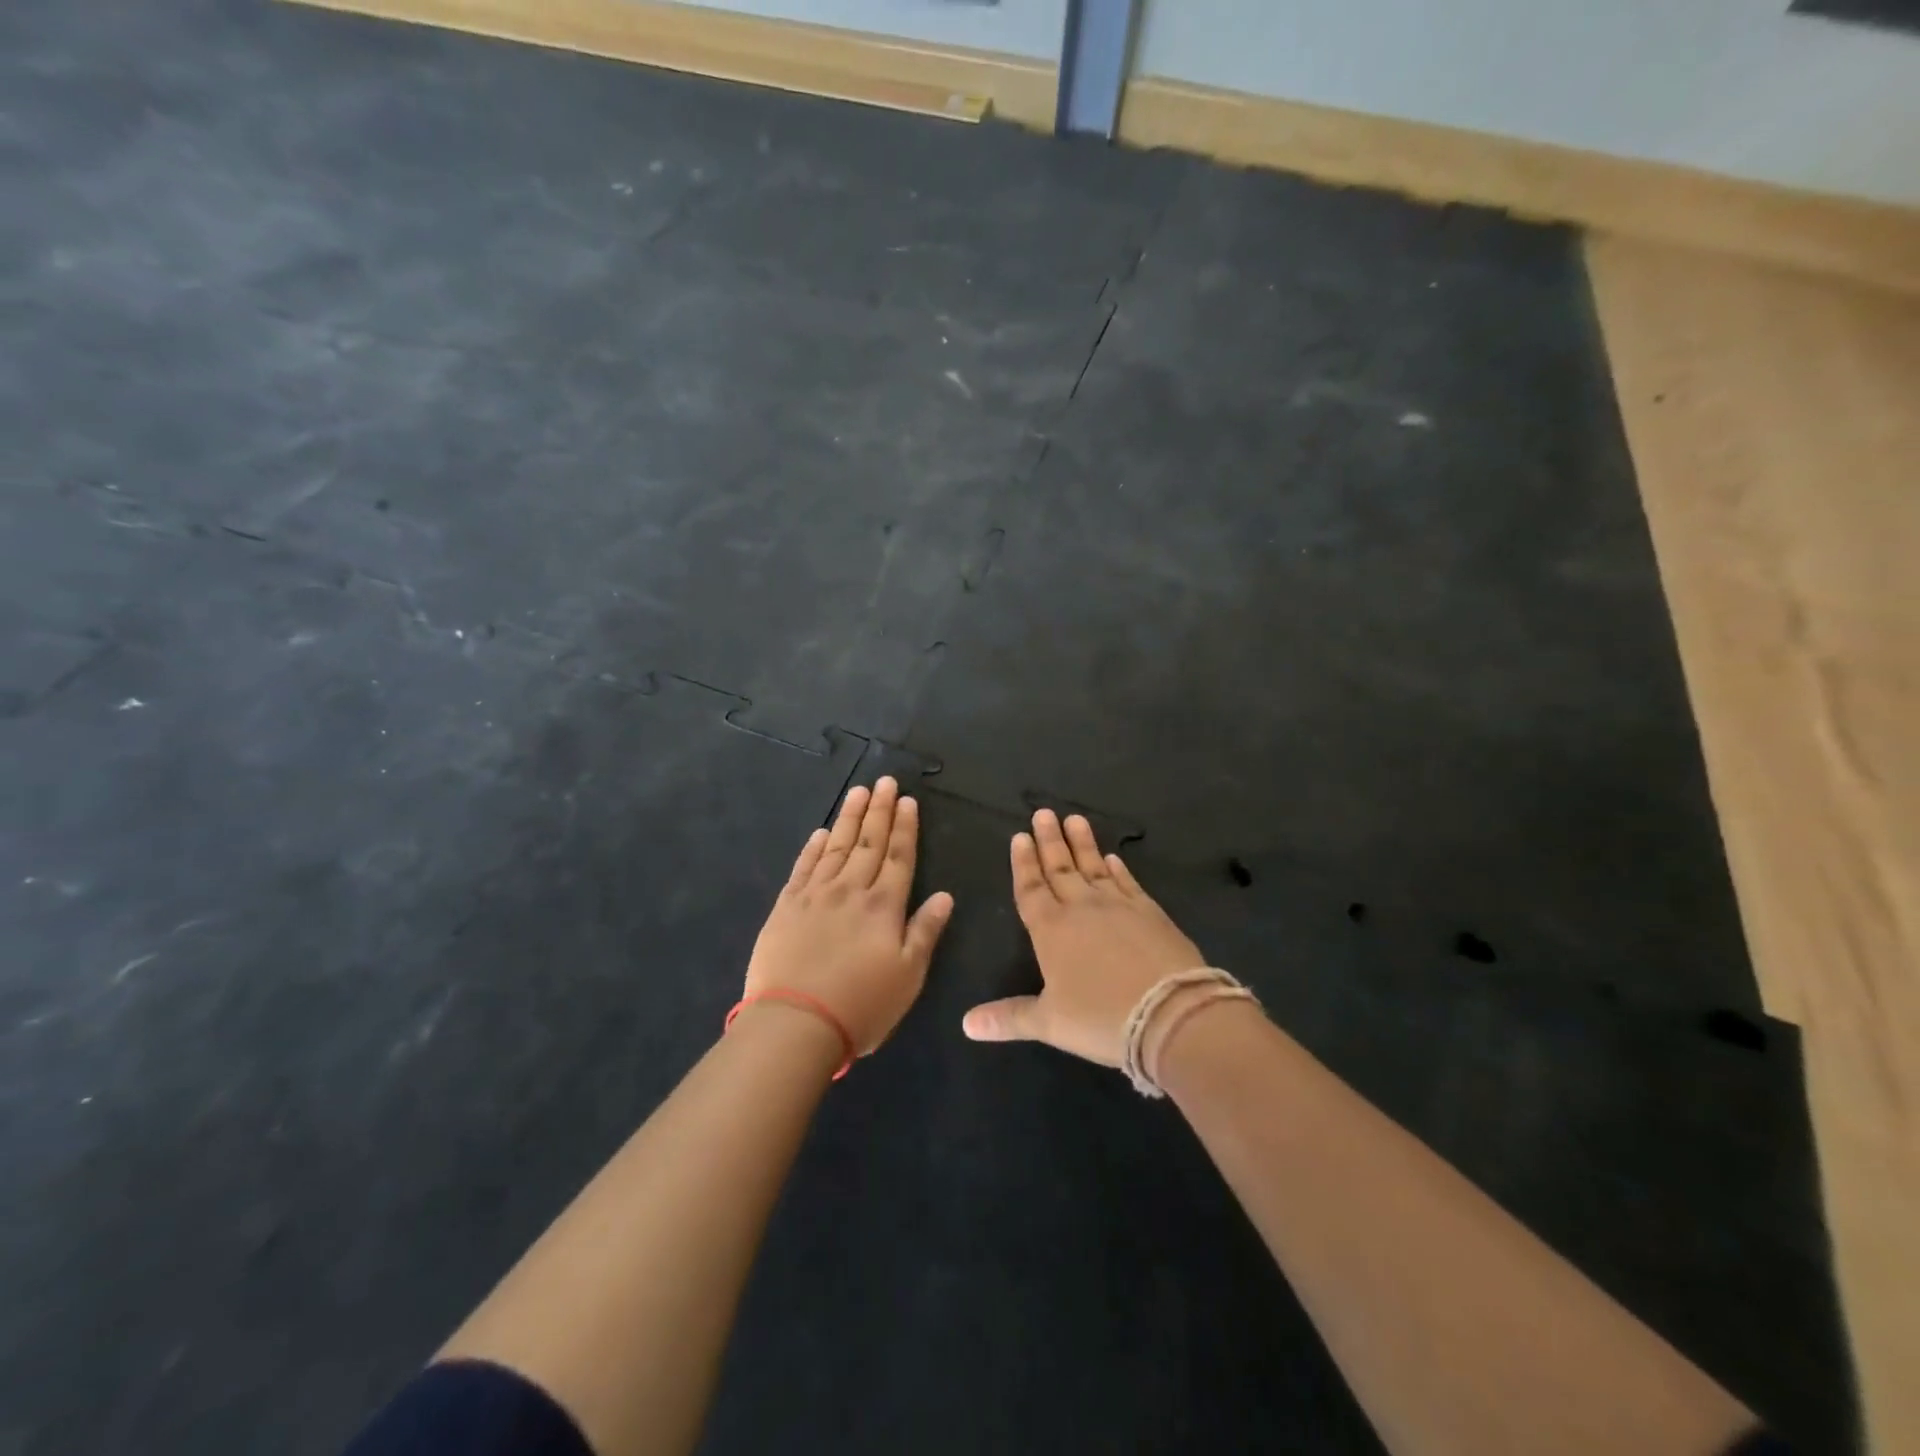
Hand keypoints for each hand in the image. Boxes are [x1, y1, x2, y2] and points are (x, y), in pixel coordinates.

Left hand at [746, 777, 954, 1055]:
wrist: (795, 1023)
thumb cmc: (862, 1005)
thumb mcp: (909, 976)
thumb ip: (925, 931)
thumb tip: (945, 896)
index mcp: (884, 906)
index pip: (899, 856)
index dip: (905, 827)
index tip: (908, 800)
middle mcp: (851, 890)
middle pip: (869, 842)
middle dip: (880, 810)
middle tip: (885, 781)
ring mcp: (815, 895)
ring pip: (836, 846)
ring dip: (849, 818)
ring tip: (859, 792)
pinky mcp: (786, 906)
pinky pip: (803, 867)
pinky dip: (813, 848)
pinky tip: (820, 832)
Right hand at [962, 809, 1206, 1067]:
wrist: (1170, 1013)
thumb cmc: (1100, 1018)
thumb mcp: (1049, 1023)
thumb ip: (1008, 1018)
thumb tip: (966, 1024)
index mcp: (1051, 930)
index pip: (1031, 889)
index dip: (1024, 863)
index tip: (1020, 836)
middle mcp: (1082, 909)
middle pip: (1060, 869)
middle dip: (1049, 841)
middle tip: (1043, 812)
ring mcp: (1119, 906)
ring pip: (1094, 867)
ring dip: (1082, 843)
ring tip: (1074, 819)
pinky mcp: (1150, 912)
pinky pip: (1128, 882)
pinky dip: (1119, 868)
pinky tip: (1114, 857)